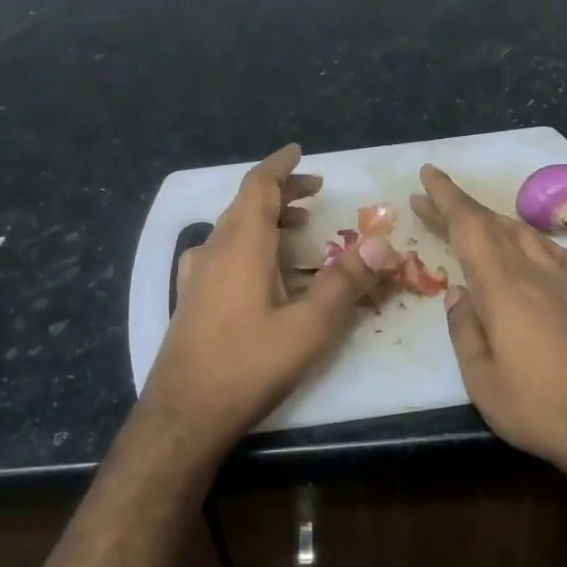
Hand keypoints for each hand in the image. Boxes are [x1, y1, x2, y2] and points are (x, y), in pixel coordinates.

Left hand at [140, 144, 394, 455]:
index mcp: (242, 245)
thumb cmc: (248, 365)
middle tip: (315, 193)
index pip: (259, 186)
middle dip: (281, 193)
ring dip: (265, 218)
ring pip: (232, 228)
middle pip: (246, 204)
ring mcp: (196, 274)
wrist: (184, 414)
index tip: (300, 152)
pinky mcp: (189, 298)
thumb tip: (382, 244)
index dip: (280, 165)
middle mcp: (214, 249)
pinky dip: (248, 243)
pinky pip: (221, 252)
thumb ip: (346, 282)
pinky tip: (261, 269)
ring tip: (298, 228)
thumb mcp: (309, 327)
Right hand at [412, 165, 566, 493]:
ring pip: (527, 236)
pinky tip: (533, 249)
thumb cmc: (543, 410)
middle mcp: (537, 273)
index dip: (446, 198)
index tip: (428, 174)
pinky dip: (535, 243)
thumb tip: (457, 295)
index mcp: (504, 288)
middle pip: (494, 226)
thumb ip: (465, 332)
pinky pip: (559, 255)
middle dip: (461, 208)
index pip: (469, 227)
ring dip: (495, 222)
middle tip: (432, 200)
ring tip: (474, 222)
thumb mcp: (483, 382)